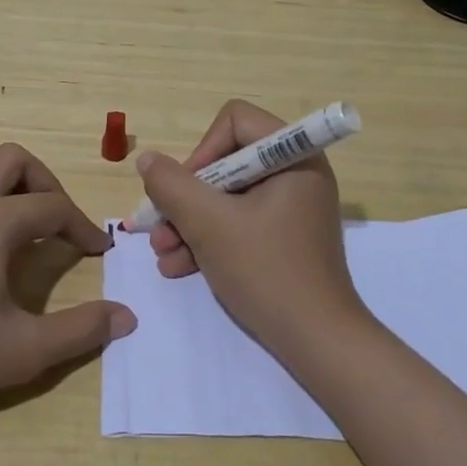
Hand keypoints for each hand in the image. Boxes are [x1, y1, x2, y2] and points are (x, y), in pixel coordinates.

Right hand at [135, 99, 369, 358]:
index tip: (185, 190)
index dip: (202, 150)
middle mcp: (296, 172)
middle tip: (159, 228)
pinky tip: (179, 267)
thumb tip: (148, 160)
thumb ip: (172, 186)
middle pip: (226, 161)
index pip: (235, 121)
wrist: (318, 344)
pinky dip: (210, 239)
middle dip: (187, 198)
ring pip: (228, 196)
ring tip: (163, 255)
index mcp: (293, 155)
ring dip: (190, 222)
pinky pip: (240, 221)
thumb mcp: (210, 225)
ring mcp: (291, 207)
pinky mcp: (285, 236)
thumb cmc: (267, 272)